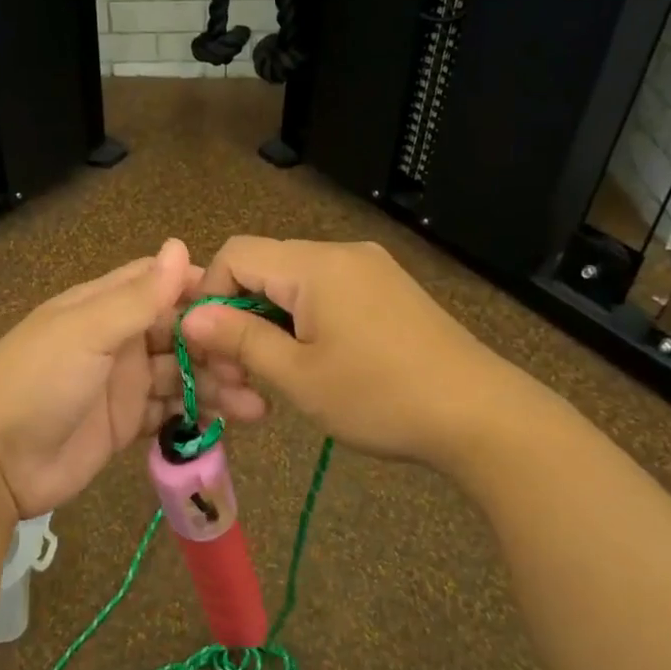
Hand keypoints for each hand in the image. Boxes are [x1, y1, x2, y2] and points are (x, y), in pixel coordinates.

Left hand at [0, 239, 264, 519]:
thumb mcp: (86, 332)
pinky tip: (232, 421)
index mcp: (104, 306)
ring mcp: (122, 383)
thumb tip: (180, 246)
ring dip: (216, 384)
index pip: (159, 284)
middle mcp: (117, 339)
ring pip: (180, 374)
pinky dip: (198, 414)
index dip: (200, 289)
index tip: (243, 303)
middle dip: (217, 344)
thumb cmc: (36, 381)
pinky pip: (171, 412)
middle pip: (178, 332)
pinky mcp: (126, 424)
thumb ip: (137, 297)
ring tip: (256, 404)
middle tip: (255, 364)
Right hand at [181, 236, 523, 470]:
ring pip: (295, 284)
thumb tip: (190, 317)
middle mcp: (342, 253)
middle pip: (265, 268)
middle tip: (242, 377)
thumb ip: (239, 340)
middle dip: (240, 317)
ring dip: (272, 325)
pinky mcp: (388, 290)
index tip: (212, 349)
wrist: (481, 416)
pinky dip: (305, 323)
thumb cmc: (380, 397)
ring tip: (277, 378)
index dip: (211, 296)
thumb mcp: (299, 376)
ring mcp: (370, 269)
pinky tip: (316, 364)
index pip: (236, 254)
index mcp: (315, 265)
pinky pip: (328, 293)